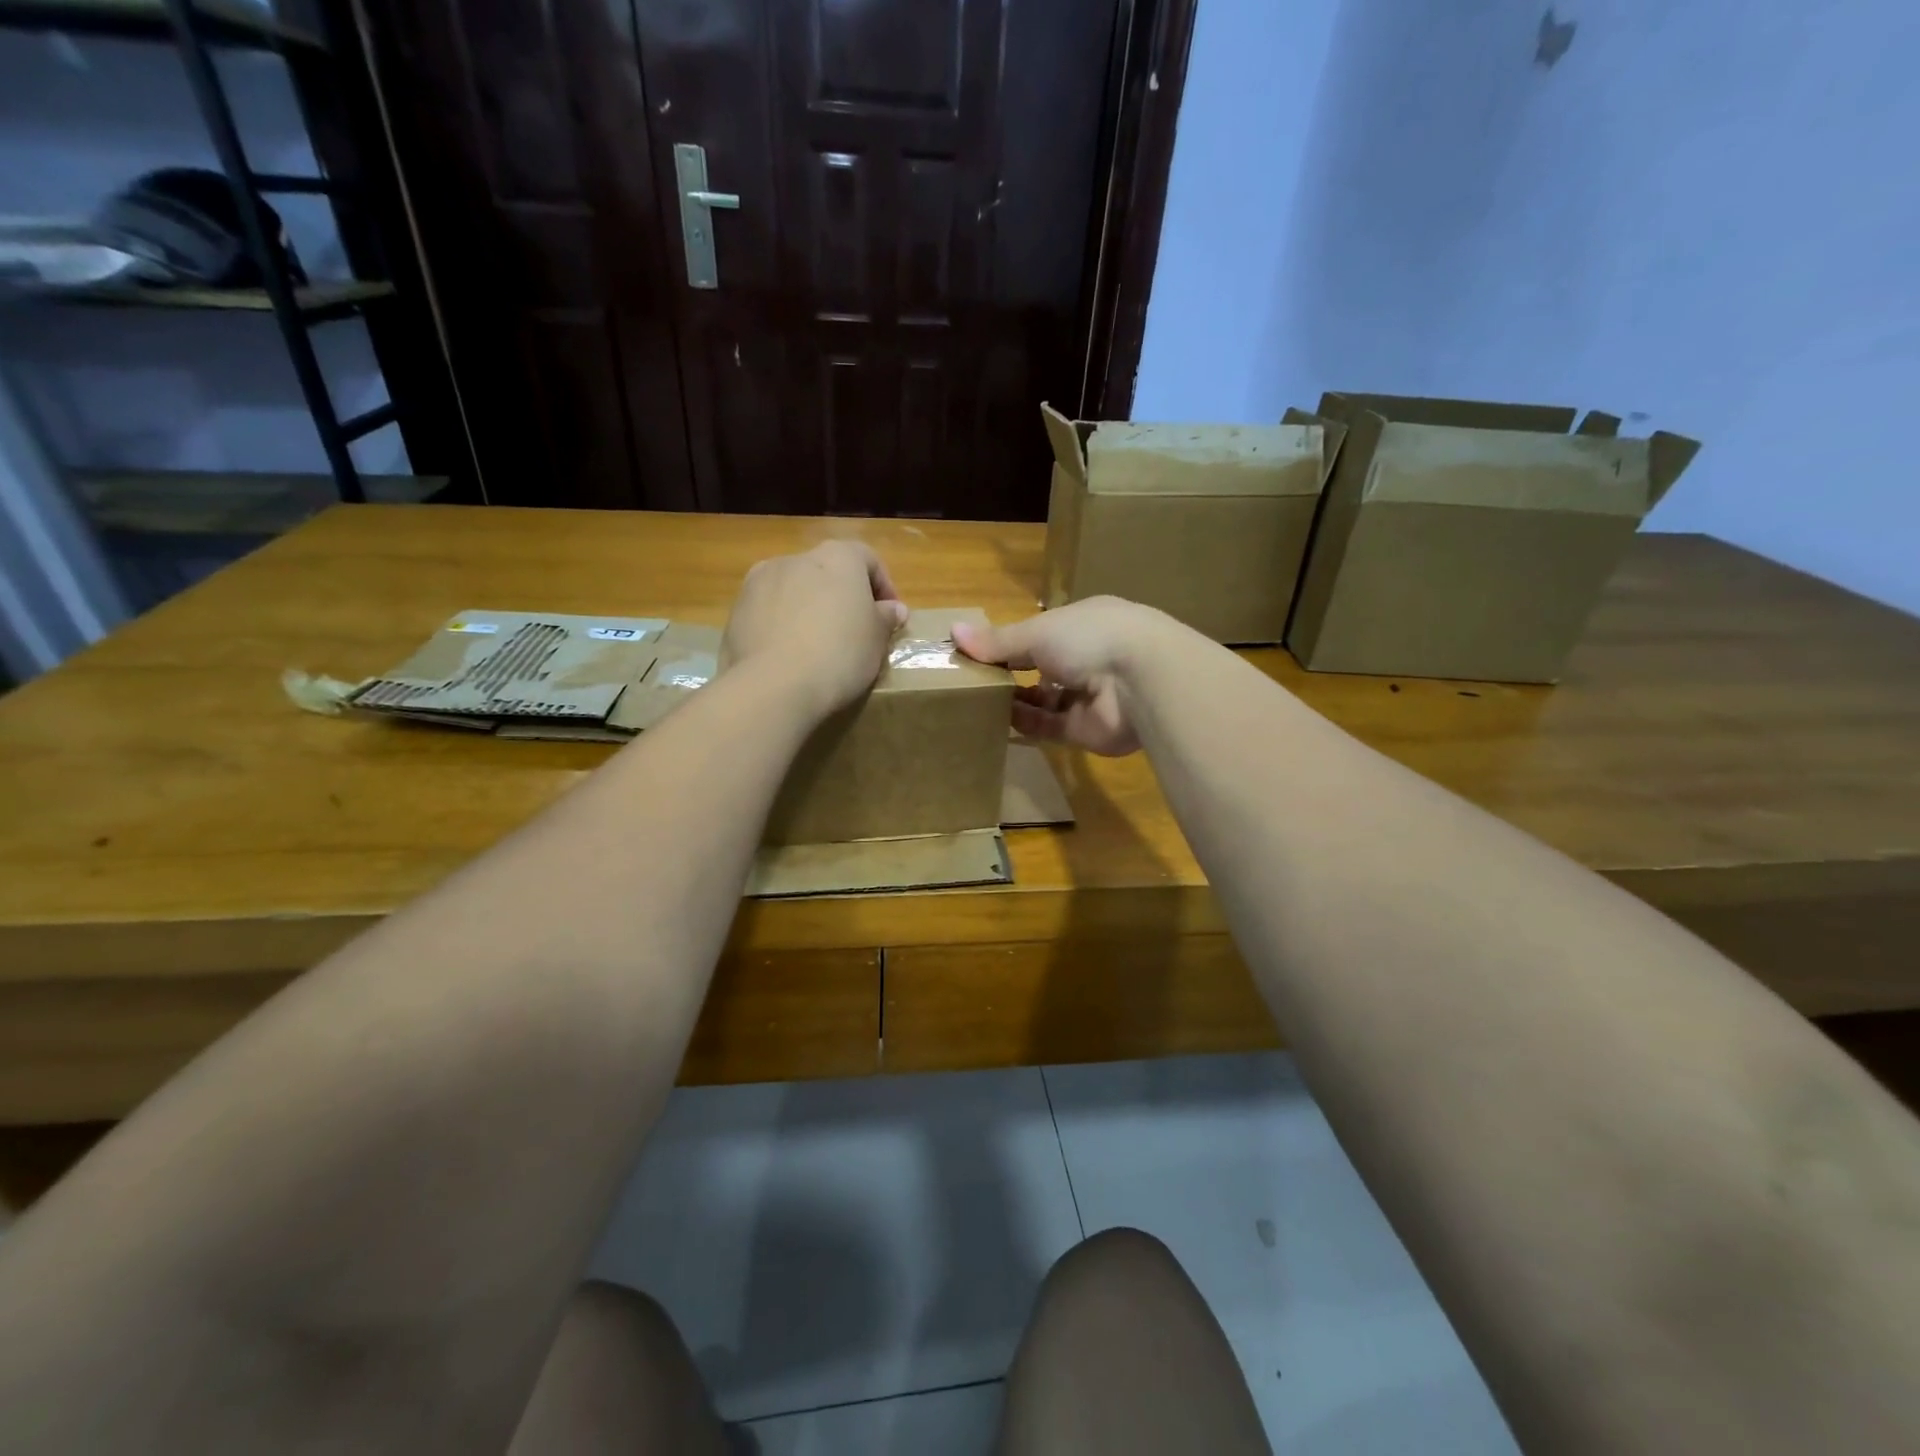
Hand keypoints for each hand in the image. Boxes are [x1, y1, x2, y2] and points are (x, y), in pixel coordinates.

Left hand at [723, 542, 908, 719]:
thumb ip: (885, 618)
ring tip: (817, 645)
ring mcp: (760, 581)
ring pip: (794, 590)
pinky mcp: (736, 610)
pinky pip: (769, 612)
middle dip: (841, 597)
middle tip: (854, 632)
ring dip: (808, 609)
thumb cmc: (840, 654)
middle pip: (827, 572)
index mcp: (837, 557)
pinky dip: (781, 626)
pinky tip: (788, 656)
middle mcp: (796, 558)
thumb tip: (893, 609)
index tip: (889, 617)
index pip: (867, 559)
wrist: (774, 685)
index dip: (883, 586)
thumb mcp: (876, 639)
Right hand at [953, 596, 1174, 756]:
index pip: (1038, 633)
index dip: (1008, 642)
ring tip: (975, 702)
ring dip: (1013, 701)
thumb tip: (953, 632)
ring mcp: (1088, 695)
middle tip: (969, 681)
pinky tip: (995, 721)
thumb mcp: (1036, 632)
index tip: (975, 652)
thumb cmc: (1088, 638)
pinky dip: (1024, 723)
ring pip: (1043, 699)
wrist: (1141, 681)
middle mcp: (1087, 657)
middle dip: (1009, 673)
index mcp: (1081, 624)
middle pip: (1040, 667)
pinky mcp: (1085, 729)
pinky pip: (1048, 727)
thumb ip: (997, 641)